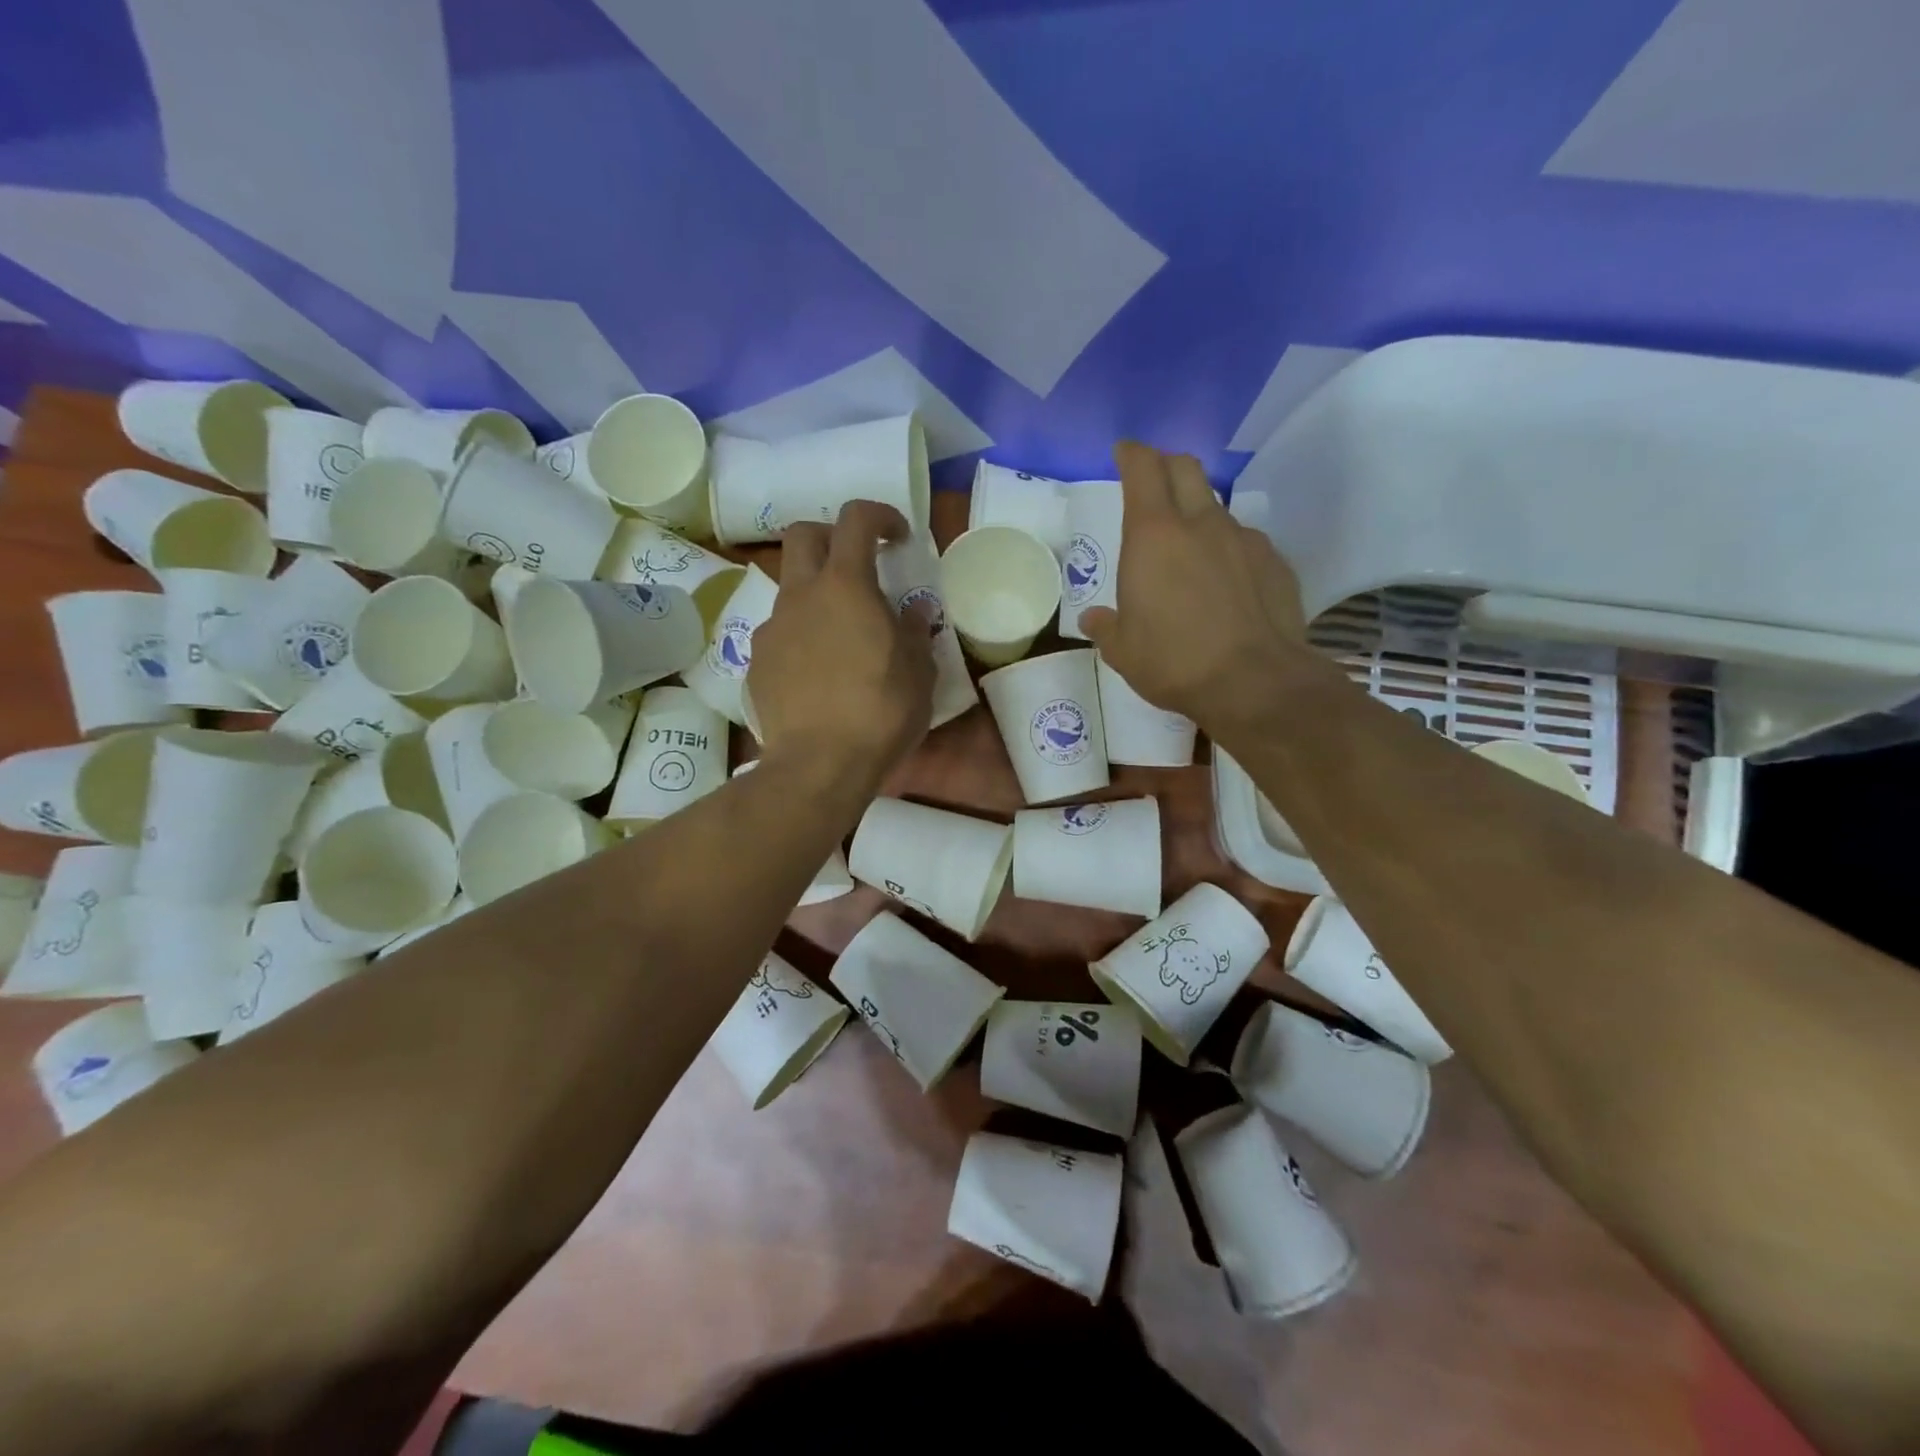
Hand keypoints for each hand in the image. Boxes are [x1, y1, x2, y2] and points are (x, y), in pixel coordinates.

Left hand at [748, 500, 935, 788]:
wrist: (818, 765)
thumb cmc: (880, 713)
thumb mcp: (918, 672)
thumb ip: (914, 631)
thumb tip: (912, 610)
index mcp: (845, 587)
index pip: (855, 519)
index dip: (879, 515)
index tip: (898, 537)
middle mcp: (801, 596)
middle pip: (803, 535)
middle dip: (831, 537)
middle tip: (857, 567)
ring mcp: (772, 629)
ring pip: (790, 589)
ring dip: (816, 595)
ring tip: (841, 637)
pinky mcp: (756, 663)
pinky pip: (779, 634)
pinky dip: (800, 638)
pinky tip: (818, 675)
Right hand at [1079, 441, 1328, 734]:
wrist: (1255, 682)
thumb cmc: (1174, 661)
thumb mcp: (1123, 651)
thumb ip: (1106, 627)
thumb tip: (1094, 619)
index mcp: (1153, 536)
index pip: (1142, 469)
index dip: (1131, 454)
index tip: (1124, 452)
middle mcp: (1201, 524)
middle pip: (1186, 468)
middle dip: (1166, 466)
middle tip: (1153, 483)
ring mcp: (1244, 539)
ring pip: (1217, 507)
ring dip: (1199, 514)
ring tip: (1190, 550)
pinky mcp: (1276, 562)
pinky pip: (1246, 542)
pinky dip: (1229, 551)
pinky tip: (1227, 584)